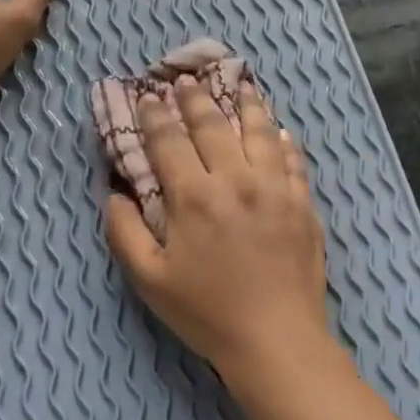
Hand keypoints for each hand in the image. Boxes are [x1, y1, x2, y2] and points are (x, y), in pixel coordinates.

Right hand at [105, 76, 333, 385]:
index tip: (147, 96)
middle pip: (214, 126)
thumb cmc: (207, 312)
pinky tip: (280, 132)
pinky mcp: (304, 205)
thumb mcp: (149, 279)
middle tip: (186, 81)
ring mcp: (276, 189)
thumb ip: (124, 232)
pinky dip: (284, 142)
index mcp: (195, 196)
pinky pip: (293, 161)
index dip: (155, 115)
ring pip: (260, 133)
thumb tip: (115, 193)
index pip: (170, 141)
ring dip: (246, 105)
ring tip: (240, 85)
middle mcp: (236, 180)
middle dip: (196, 99)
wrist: (276, 339)